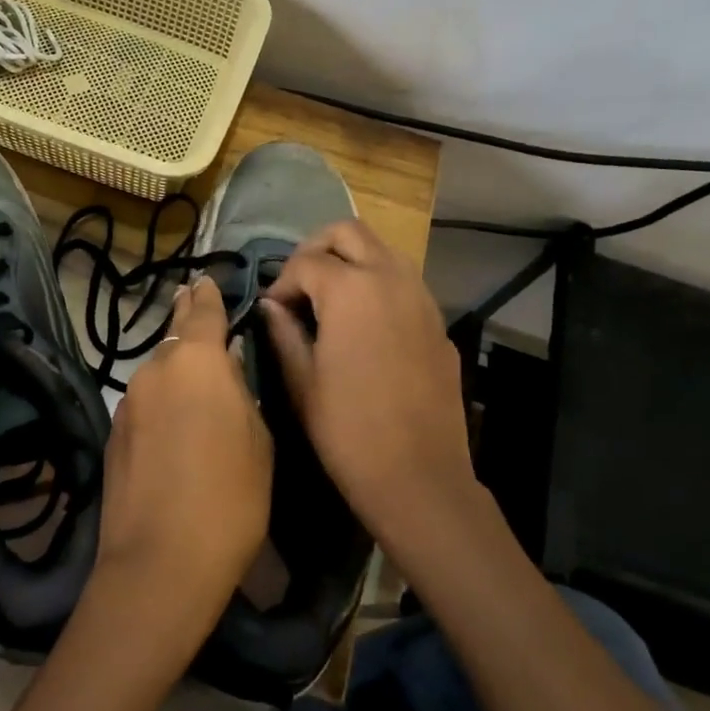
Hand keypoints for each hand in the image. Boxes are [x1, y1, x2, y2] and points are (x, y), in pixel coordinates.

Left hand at [90, 276, 272, 651]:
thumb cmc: (231, 497)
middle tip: (205, 328)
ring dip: (178, 376)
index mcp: (197, 360)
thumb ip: (240, 393)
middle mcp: (156, 369)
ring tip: (200, 397)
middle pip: (177, 339)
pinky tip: (176, 432)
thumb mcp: (259, 442)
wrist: (160, 561)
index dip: (206, 295)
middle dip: (191, 331)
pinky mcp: (113, 433)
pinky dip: (162, 406)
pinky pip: (145, 404)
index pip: (202, 310)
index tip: (204, 281)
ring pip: (160, 374)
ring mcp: (128, 401)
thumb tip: (225, 370)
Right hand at [260, 220, 478, 553]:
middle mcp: (391, 280)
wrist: (418, 477)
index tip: (271, 310)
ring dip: (351, 261)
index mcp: (351, 290)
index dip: (281, 282)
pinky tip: (363, 326)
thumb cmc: (347, 430)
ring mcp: (422, 299)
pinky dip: (378, 285)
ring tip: (328, 300)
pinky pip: (404, 283)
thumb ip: (282, 331)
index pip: (306, 262)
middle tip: (298, 285)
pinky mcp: (438, 324)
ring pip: (383, 251)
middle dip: (317, 249)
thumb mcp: (301, 381)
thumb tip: (271, 306)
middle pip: (349, 233)